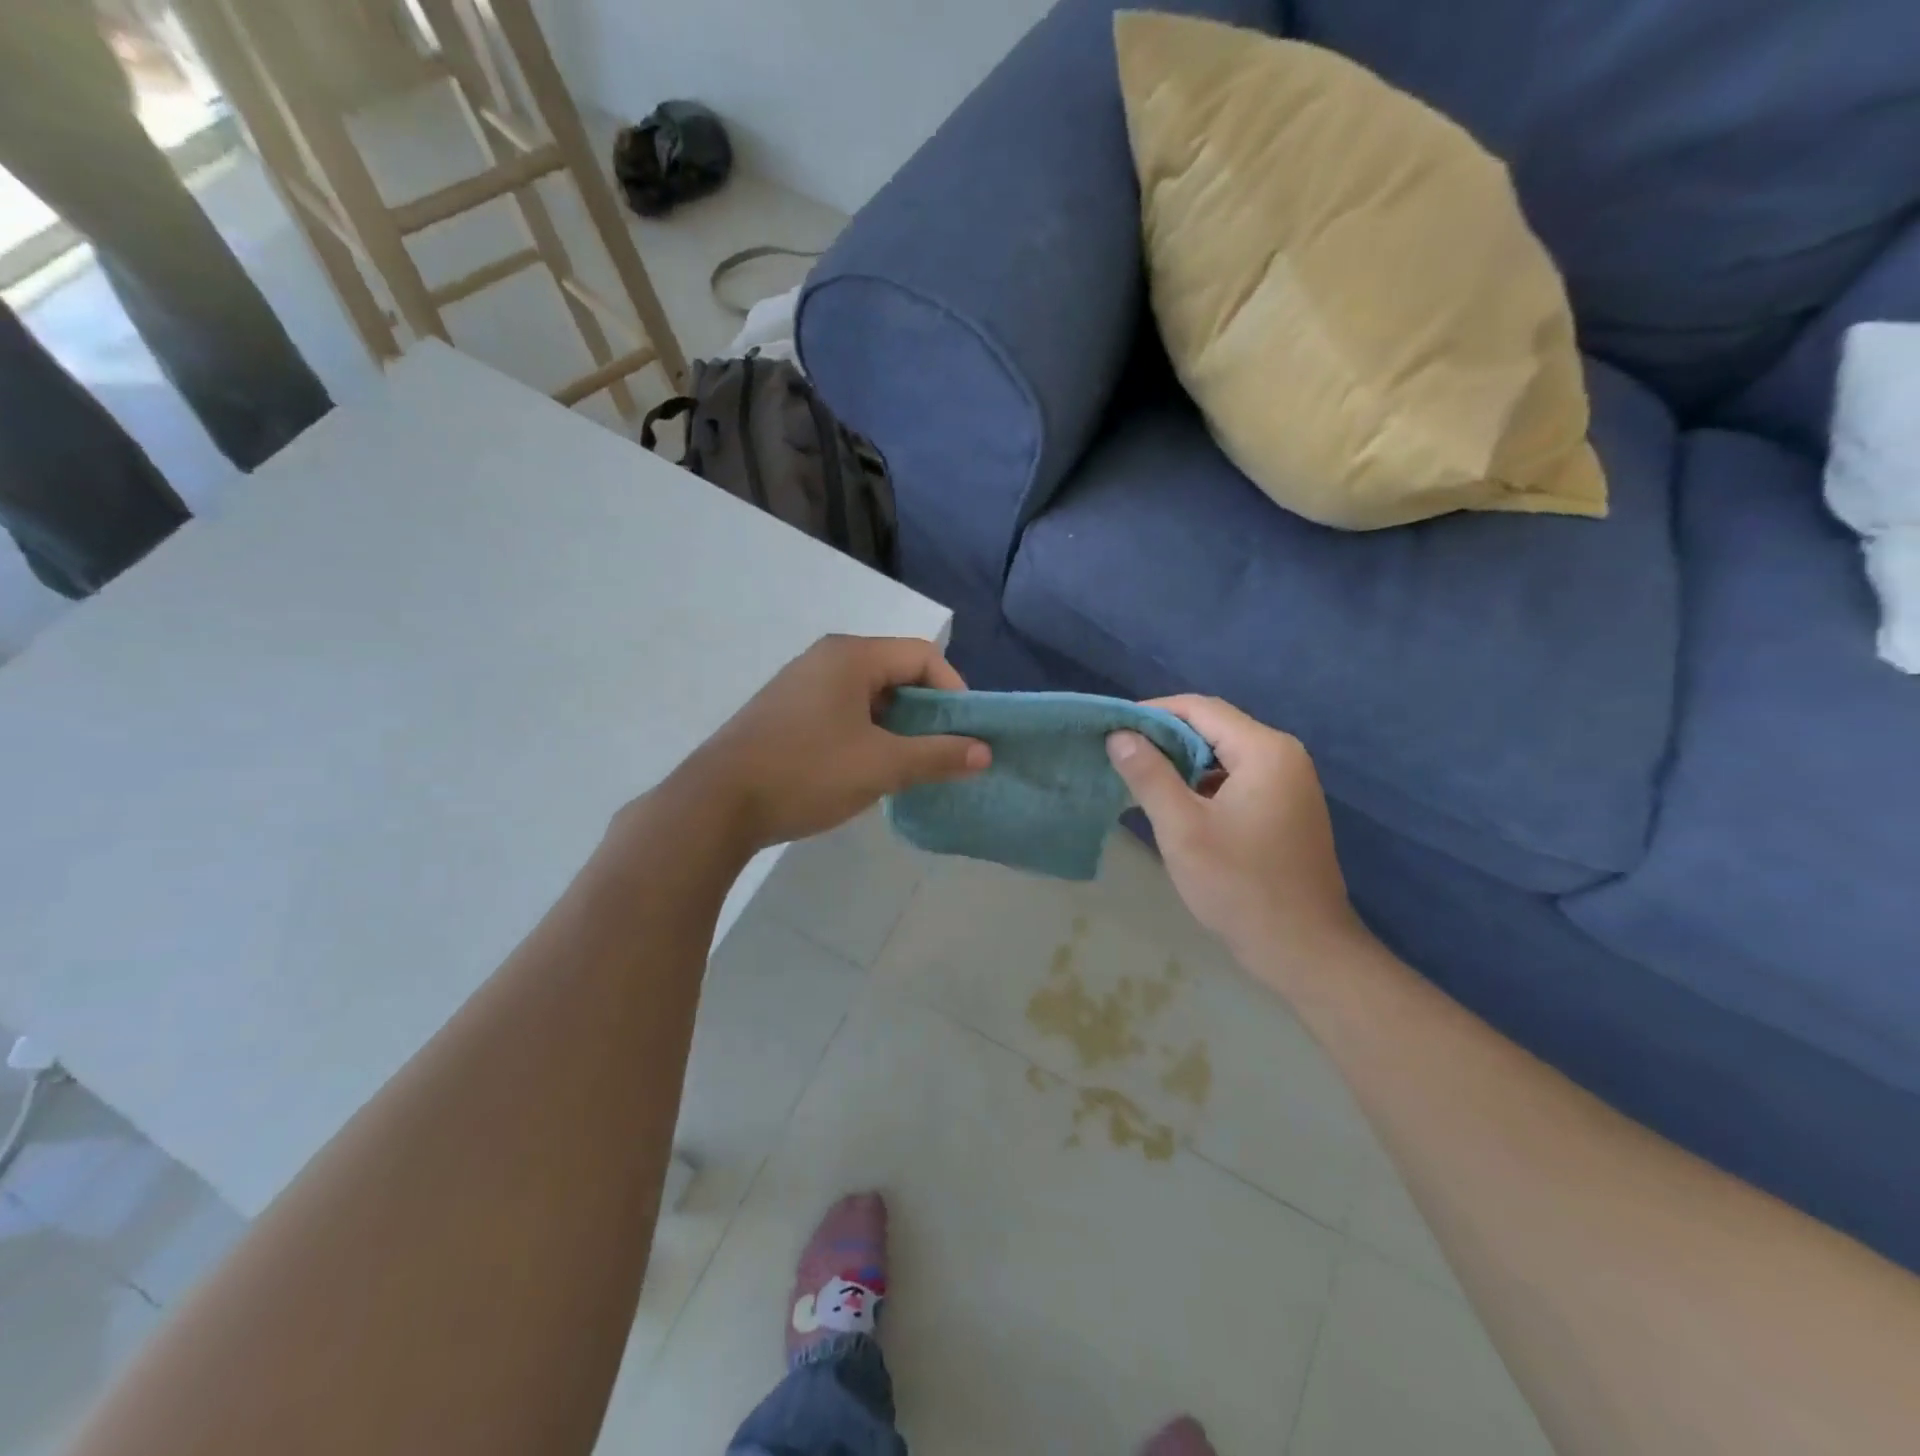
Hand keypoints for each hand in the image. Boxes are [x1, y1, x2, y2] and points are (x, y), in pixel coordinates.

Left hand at [674, 635, 989, 852]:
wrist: (715, 805)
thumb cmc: (805, 773)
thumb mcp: (881, 766)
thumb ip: (937, 755)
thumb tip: (985, 752)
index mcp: (851, 656)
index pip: (922, 655)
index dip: (954, 690)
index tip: (965, 733)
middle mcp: (826, 658)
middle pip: (896, 672)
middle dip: (927, 711)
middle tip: (943, 751)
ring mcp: (801, 684)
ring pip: (869, 695)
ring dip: (898, 726)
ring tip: (909, 764)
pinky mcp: (786, 712)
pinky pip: (843, 711)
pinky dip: (867, 733)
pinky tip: (867, 768)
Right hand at [1107, 697, 1363, 971]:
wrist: (1303, 949)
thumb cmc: (1239, 885)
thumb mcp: (1182, 829)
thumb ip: (1149, 775)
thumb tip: (1119, 735)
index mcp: (1265, 751)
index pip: (1201, 709)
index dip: (1153, 713)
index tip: (1113, 729)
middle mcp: (1284, 756)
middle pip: (1215, 728)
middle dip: (1166, 738)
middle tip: (1121, 755)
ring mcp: (1290, 783)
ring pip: (1225, 754)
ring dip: (1183, 762)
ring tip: (1141, 779)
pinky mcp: (1288, 808)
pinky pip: (1238, 778)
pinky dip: (1204, 783)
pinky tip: (1177, 805)